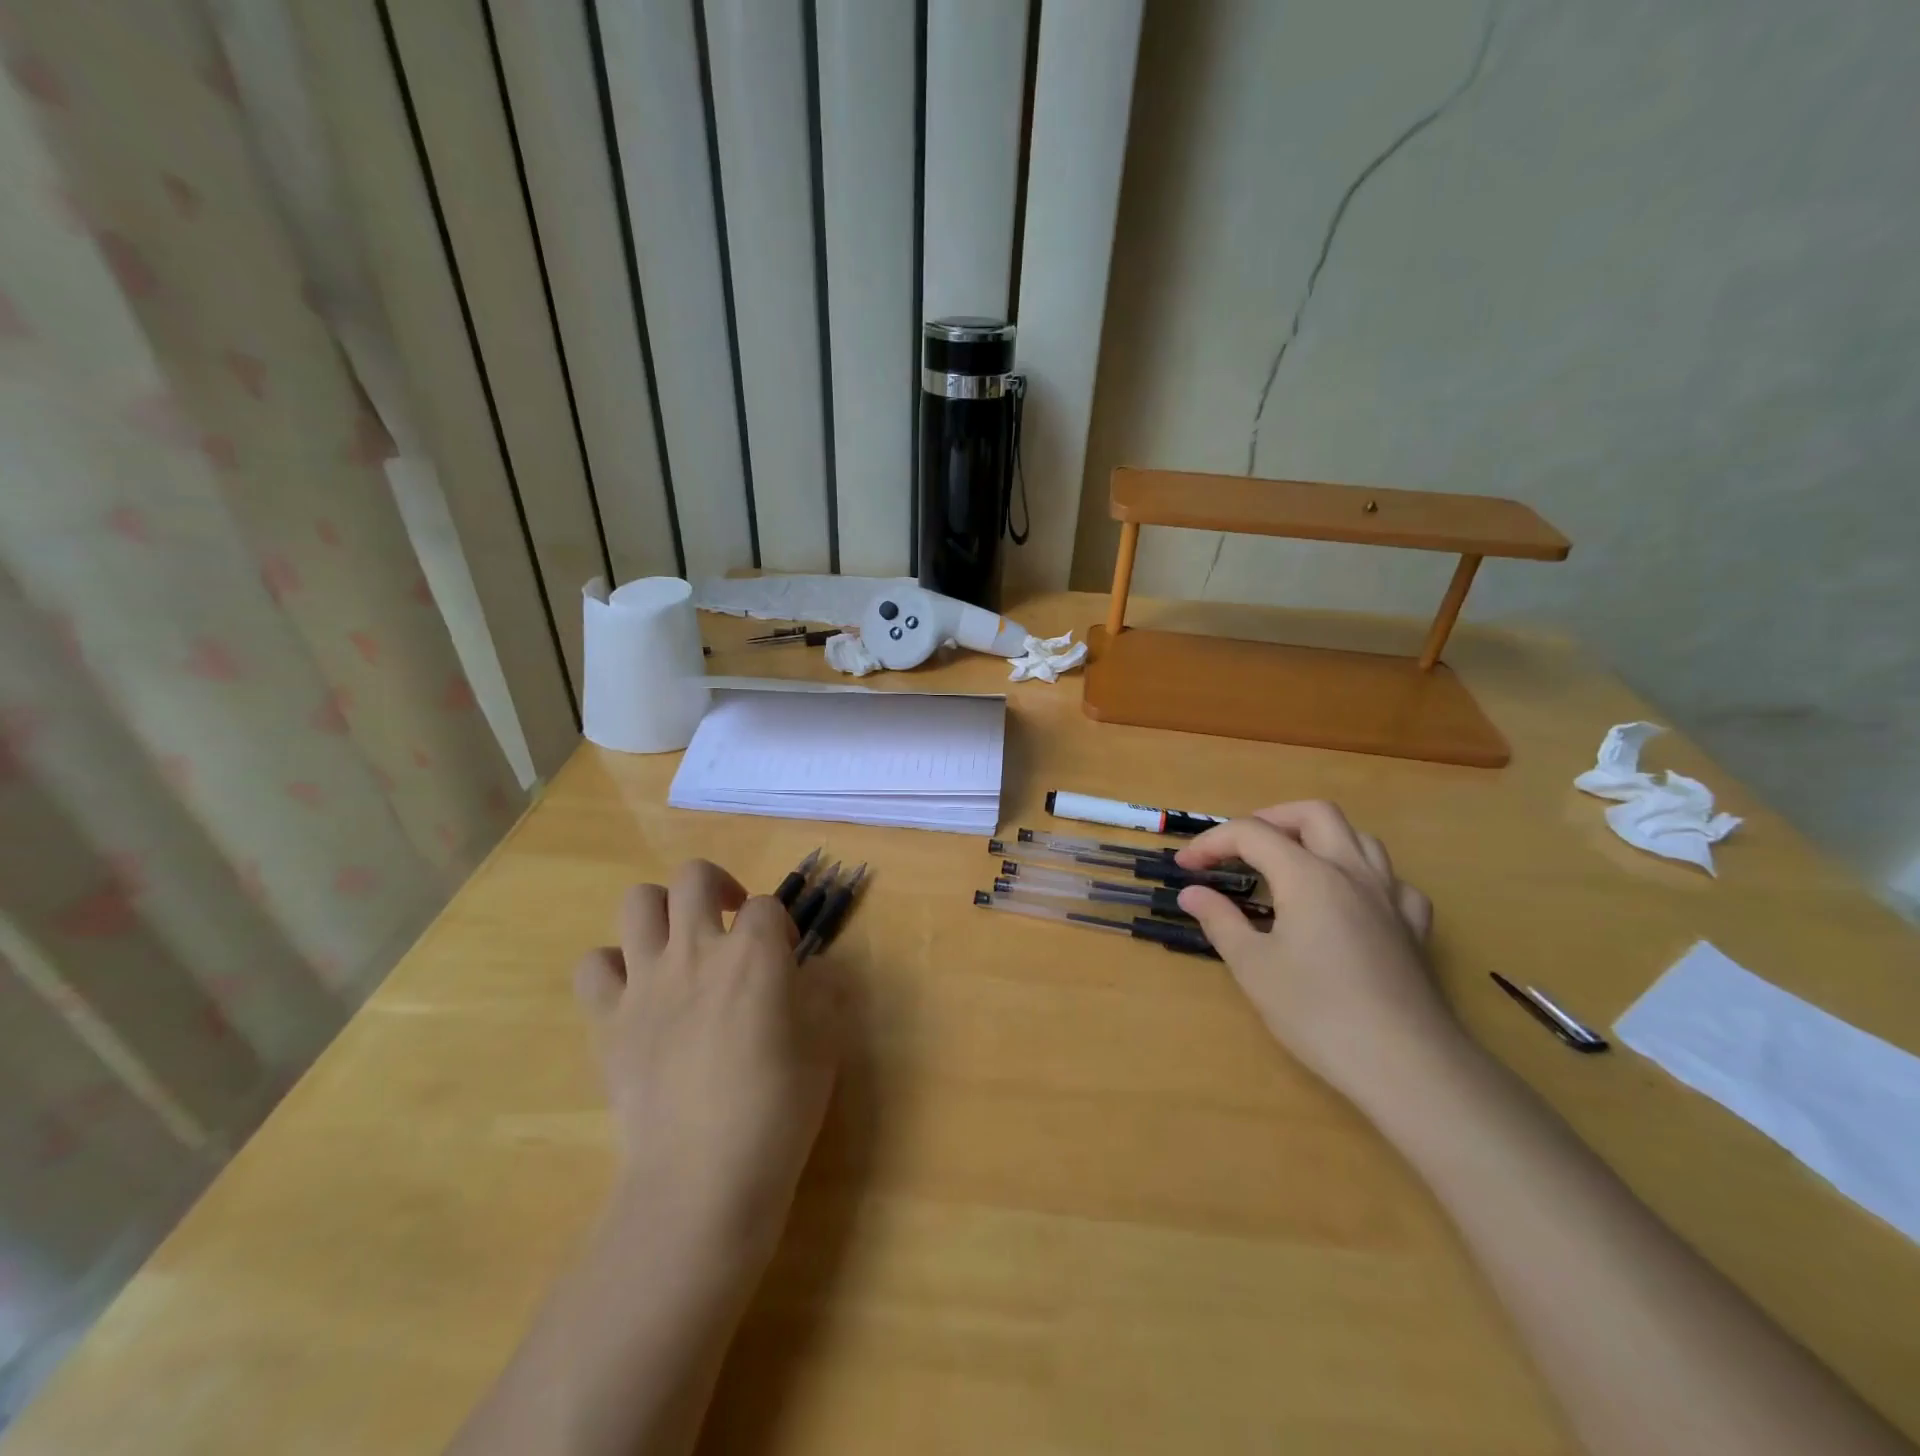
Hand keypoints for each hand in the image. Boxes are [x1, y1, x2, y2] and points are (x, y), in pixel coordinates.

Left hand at [573, 860, 850, 1264]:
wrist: (704, 1175)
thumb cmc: (779, 1107)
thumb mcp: (826, 1043)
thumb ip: (823, 993)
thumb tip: (811, 973)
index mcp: (755, 953)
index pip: (768, 905)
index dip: (780, 924)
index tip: (787, 955)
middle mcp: (697, 950)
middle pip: (694, 877)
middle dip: (718, 887)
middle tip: (730, 921)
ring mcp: (646, 982)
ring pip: (637, 903)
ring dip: (662, 911)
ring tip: (679, 941)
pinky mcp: (608, 1020)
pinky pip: (594, 967)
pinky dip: (612, 968)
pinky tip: (636, 991)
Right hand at [1175, 802, 1463, 1109]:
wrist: (1406, 1065)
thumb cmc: (1318, 1013)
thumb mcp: (1253, 967)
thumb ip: (1220, 920)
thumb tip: (1192, 893)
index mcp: (1308, 875)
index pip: (1251, 834)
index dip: (1211, 842)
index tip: (1186, 866)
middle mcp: (1351, 871)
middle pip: (1314, 814)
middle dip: (1270, 819)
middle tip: (1240, 847)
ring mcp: (1390, 896)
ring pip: (1359, 837)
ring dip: (1319, 838)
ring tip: (1291, 863)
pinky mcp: (1414, 927)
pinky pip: (1391, 880)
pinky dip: (1363, 876)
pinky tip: (1350, 901)